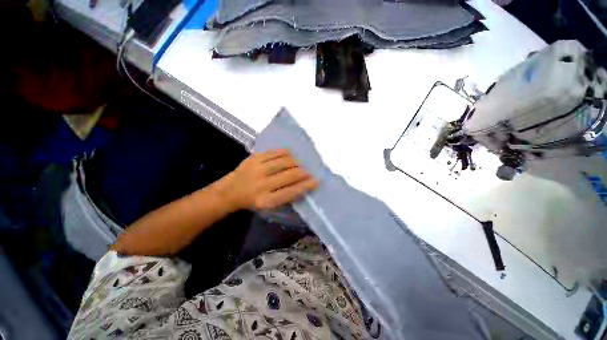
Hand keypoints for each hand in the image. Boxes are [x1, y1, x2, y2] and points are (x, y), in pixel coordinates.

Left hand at [222, 149, 318, 209]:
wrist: (230, 191)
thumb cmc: (252, 200)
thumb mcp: (268, 205)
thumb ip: (285, 196)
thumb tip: (303, 185)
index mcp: (266, 200)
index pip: (291, 192)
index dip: (306, 186)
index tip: (316, 181)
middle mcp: (262, 185)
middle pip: (289, 176)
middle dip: (303, 173)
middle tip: (308, 172)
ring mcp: (257, 170)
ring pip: (283, 162)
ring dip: (295, 162)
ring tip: (299, 164)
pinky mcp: (253, 159)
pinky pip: (274, 153)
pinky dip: (284, 152)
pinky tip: (290, 154)